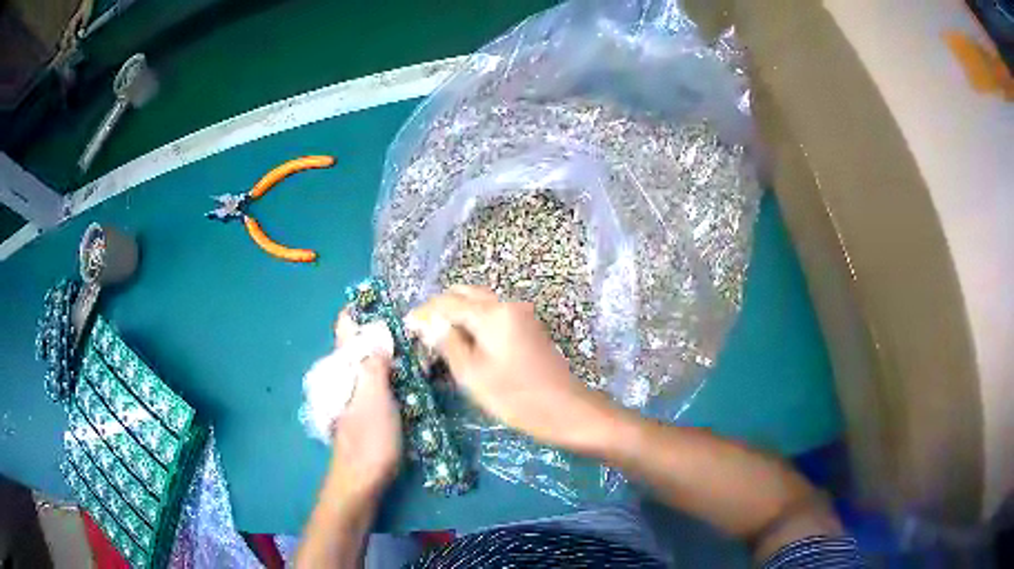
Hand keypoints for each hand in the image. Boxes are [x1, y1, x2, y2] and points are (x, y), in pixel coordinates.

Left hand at [328, 311, 401, 498]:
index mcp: (343, 367)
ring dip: (394, 352)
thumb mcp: (375, 398)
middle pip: (362, 342)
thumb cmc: (369, 438)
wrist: (362, 479)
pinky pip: (381, 381)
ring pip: (373, 362)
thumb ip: (375, 364)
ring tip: (421, 345)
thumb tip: (379, 333)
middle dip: (385, 330)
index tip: (390, 301)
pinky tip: (416, 376)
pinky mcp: (368, 408)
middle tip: (417, 325)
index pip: (346, 327)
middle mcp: (347, 375)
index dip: (363, 309)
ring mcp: (357, 393)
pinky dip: (396, 372)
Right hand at [407, 285, 617, 452]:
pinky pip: (493, 314)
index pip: (448, 303)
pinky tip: (463, 341)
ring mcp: (521, 314)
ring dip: (457, 313)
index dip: (425, 313)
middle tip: (422, 331)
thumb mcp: (472, 375)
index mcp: (493, 313)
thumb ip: (448, 343)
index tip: (405, 325)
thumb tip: (428, 323)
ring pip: (479, 302)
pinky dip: (474, 321)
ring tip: (438, 337)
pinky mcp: (528, 327)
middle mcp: (508, 305)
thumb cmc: (516, 397)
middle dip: (440, 308)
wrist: (565, 410)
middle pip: (465, 294)